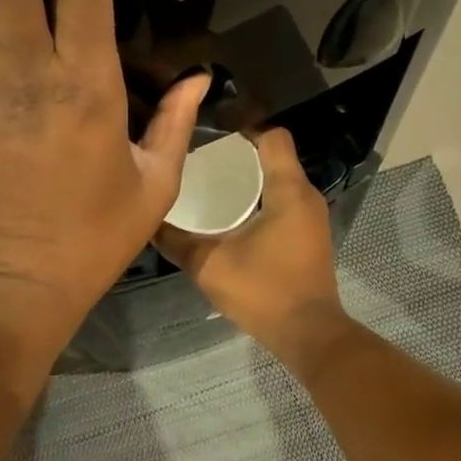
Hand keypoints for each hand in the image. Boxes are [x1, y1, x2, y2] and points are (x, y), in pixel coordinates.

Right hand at [154, 128, 352, 367]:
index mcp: (288, 190)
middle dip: (241, 155)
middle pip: (276, 157)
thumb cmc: (263, 291)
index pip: (273, 136)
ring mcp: (312, 218)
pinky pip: (285, 203)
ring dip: (251, 179)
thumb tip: (147, 221)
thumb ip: (177, 242)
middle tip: (202, 160)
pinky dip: (262, 200)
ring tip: (212, 185)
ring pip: (281, 181)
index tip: (211, 133)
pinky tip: (234, 216)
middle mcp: (306, 196)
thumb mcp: (210, 265)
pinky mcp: (310, 237)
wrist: (307, 333)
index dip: (244, 127)